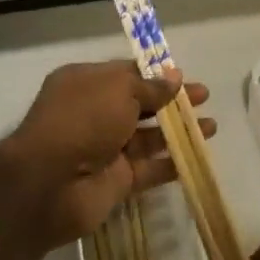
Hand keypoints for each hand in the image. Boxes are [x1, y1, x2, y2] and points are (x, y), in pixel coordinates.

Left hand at [0, 60, 211, 249]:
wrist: (48, 184)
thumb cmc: (82, 120)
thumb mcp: (119, 89)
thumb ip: (150, 87)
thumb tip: (174, 77)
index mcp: (87, 84)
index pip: (127, 74)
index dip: (156, 75)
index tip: (183, 76)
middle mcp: (95, 114)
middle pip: (142, 105)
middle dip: (173, 102)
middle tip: (204, 97)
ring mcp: (106, 150)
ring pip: (149, 137)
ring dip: (179, 131)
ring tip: (211, 127)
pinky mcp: (116, 182)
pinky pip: (149, 169)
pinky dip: (171, 164)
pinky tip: (197, 157)